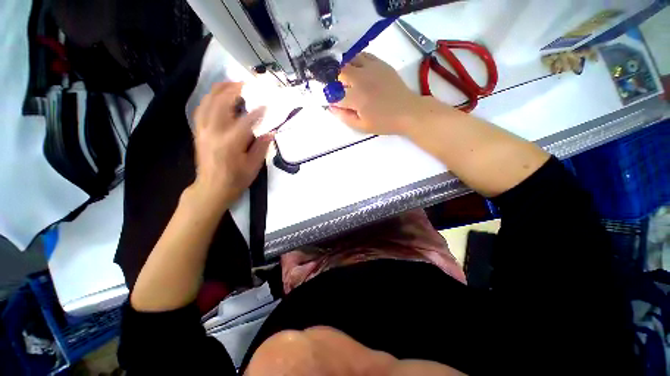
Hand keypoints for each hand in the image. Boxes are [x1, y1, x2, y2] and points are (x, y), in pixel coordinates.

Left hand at [191, 82, 272, 208]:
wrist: (211, 188)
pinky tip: (217, 96)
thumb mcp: (253, 166)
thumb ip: (261, 147)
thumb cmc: (235, 180)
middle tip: (247, 84)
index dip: (258, 111)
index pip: (246, 120)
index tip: (267, 104)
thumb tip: (270, 132)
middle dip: (235, 90)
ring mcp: (203, 130)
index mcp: (230, 143)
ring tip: (232, 84)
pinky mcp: (198, 131)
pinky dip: (210, 99)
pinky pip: (201, 109)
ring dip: (220, 90)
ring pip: (208, 102)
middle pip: (221, 103)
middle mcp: (214, 132)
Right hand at [329, 52, 425, 134]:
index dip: (329, 98)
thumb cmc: (384, 122)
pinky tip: (356, 69)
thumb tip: (330, 107)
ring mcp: (371, 68)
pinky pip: (362, 55)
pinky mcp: (380, 63)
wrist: (407, 111)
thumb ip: (344, 117)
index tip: (330, 101)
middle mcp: (361, 79)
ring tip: (344, 78)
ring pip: (349, 60)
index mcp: (356, 98)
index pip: (334, 94)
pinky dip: (355, 60)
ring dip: (343, 68)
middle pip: (339, 72)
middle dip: (333, 80)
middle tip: (336, 88)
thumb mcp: (362, 126)